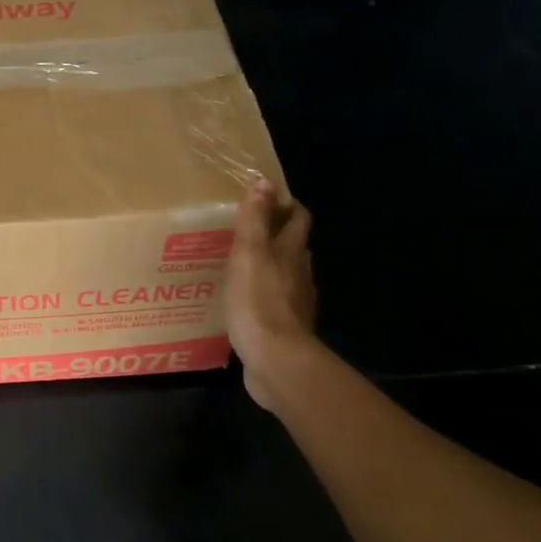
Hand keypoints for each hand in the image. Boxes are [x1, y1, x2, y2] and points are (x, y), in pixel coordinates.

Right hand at [225, 181, 318, 413]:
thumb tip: (265, 181)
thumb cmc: (258, 302)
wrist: (275, 360)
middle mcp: (300, 274)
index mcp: (292, 252)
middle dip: (276, 236)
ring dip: (268, 268)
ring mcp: (295, 303)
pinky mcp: (284, 329)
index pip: (298, 219)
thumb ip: (254, 220)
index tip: (266, 200)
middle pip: (293, 247)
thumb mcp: (249, 254)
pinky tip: (243, 303)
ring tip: (240, 267)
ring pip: (285, 276)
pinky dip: (262, 297)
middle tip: (246, 234)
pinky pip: (274, 304)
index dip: (286, 206)